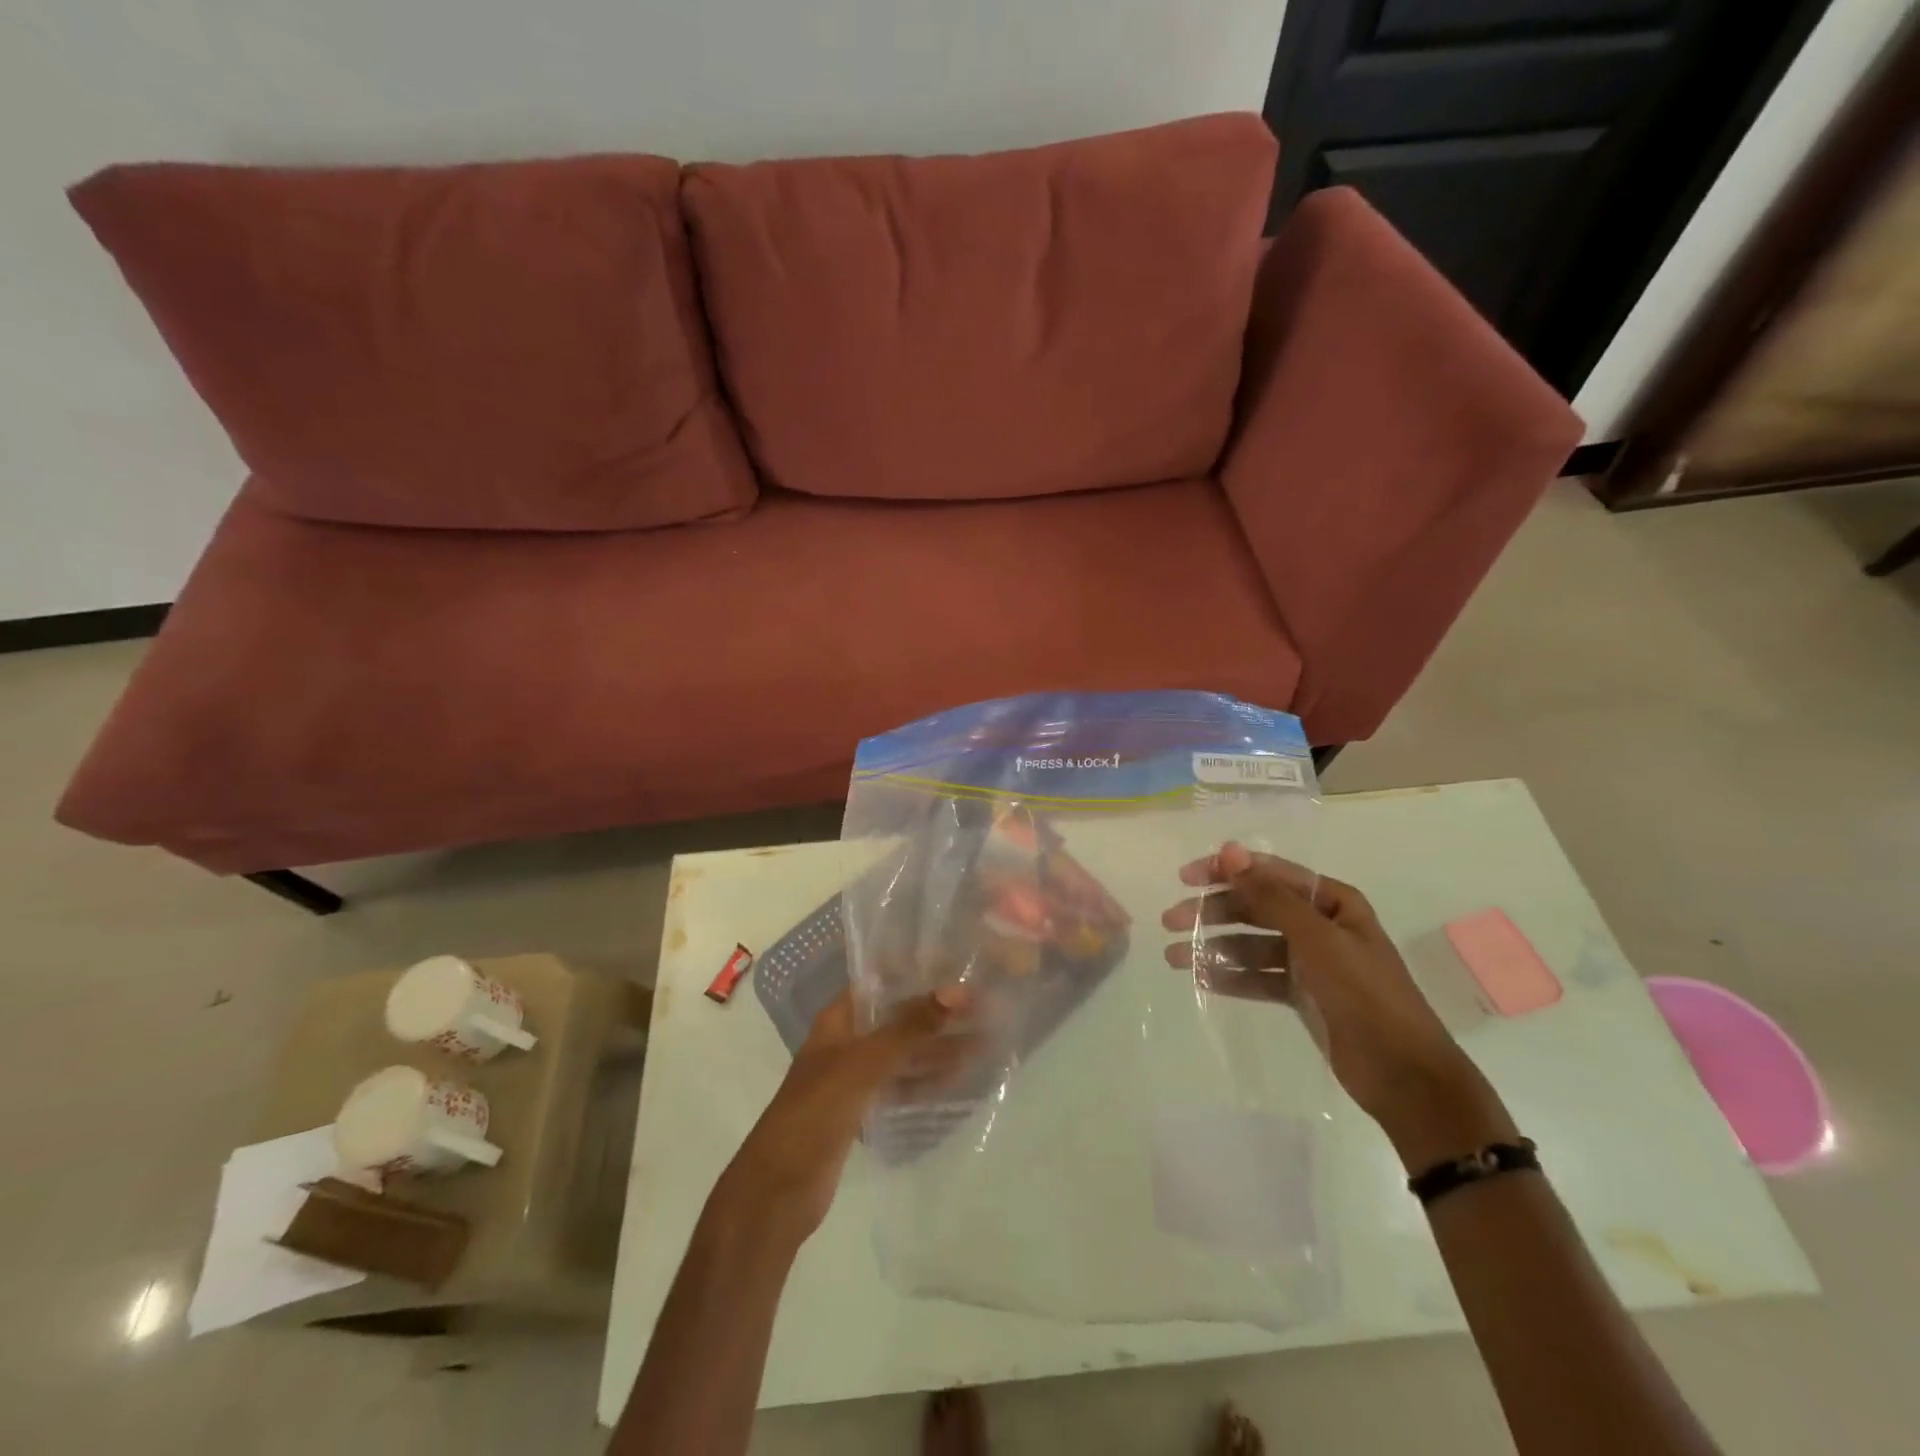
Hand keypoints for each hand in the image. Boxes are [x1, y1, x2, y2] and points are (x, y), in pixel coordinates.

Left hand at [718, 985, 970, 1243]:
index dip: (914, 972)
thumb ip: (910, 1027)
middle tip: (984, 1005)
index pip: (880, 982)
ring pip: (901, 1055)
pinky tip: (958, 1080)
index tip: (956, 966)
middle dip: (934, 1013)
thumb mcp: (866, 1063)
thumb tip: (958, 990)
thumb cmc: (817, 1111)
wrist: (779, 1189)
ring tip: (983, 1041)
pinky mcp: (861, 1113)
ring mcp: (853, 1079)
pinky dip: (925, 1082)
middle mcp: (846, 1043)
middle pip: (895, 1019)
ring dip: (936, 1048)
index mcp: (837, 1020)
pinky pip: (900, 1088)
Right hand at [1162, 842, 1514, 1165]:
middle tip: (1170, 921)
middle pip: (1255, 907)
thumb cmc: (1365, 995)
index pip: (1269, 873)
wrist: (1405, 1076)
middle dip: (1212, 911)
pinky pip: (1257, 977)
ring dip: (1213, 946)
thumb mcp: (1317, 938)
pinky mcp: (1301, 995)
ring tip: (1174, 957)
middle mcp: (1320, 925)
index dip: (1225, 871)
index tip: (1184, 877)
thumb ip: (1270, 895)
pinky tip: (1200, 979)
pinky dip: (1230, 976)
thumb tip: (1230, 851)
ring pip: (1251, 944)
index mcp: (1332, 902)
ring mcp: (1310, 962)